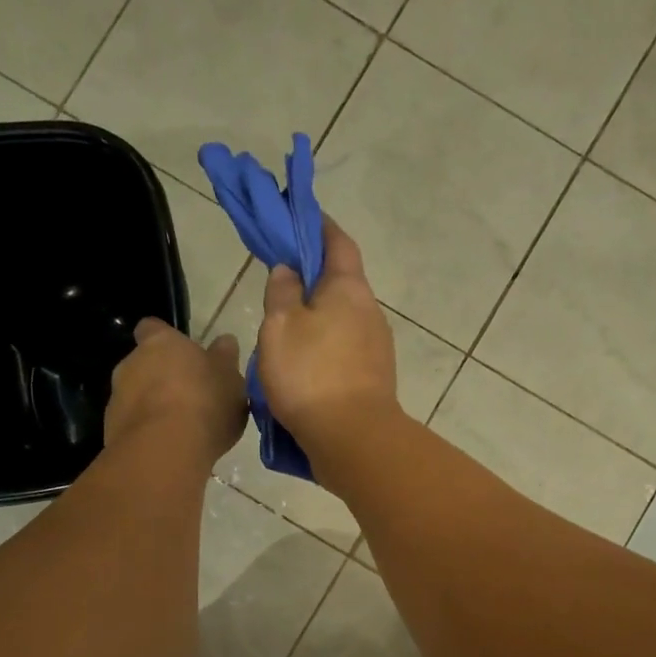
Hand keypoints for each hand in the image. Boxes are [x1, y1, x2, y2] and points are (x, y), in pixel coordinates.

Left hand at [106, 319, 246, 463]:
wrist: (165, 450)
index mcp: (160, 342)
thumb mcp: (231, 379)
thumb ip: (225, 359)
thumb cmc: (204, 403)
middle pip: (144, 364)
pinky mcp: (111, 429)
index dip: (167, 340)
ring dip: (154, 407)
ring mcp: (117, 397)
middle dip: (163, 378)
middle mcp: (131, 363)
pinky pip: (133, 425)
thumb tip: (224, 341)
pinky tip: (169, 447)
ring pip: (137, 396)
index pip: (153, 328)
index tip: (184, 356)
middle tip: (191, 398)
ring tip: (182, 429)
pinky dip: (148, 432)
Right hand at [256, 217, 399, 465]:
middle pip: (341, 283)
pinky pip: (343, 351)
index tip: (298, 217)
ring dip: (316, 319)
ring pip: (341, 321)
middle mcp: (370, 312)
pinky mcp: (372, 378)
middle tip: (279, 283)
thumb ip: (282, 292)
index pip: (337, 241)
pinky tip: (301, 365)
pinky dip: (323, 348)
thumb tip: (289, 270)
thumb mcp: (281, 326)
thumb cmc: (311, 375)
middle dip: (312, 278)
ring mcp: (376, 348)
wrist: (352, 439)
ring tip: (283, 331)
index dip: (318, 225)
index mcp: (349, 289)